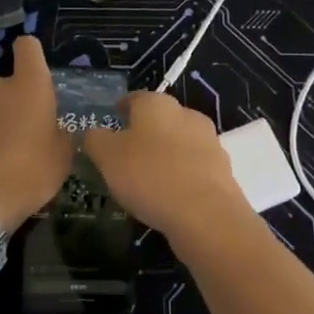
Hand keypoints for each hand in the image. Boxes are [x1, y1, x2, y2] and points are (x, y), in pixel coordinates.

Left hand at [0, 36, 73, 228]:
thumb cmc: (29, 174)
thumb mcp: (62, 158)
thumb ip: (59, 135)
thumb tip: (54, 131)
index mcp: (27, 86)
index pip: (28, 47)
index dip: (31, 56)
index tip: (33, 73)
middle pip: (1, 86)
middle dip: (7, 105)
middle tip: (16, 137)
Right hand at [82, 91, 250, 242]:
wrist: (206, 215)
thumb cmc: (150, 176)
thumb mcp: (107, 157)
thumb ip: (95, 140)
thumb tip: (91, 133)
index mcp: (157, 104)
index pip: (134, 98)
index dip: (121, 109)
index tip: (112, 121)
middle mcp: (186, 114)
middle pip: (159, 119)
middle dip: (144, 133)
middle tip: (125, 154)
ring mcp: (209, 141)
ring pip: (178, 143)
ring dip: (164, 154)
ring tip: (146, 178)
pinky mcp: (222, 169)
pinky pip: (193, 167)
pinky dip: (180, 175)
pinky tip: (169, 195)